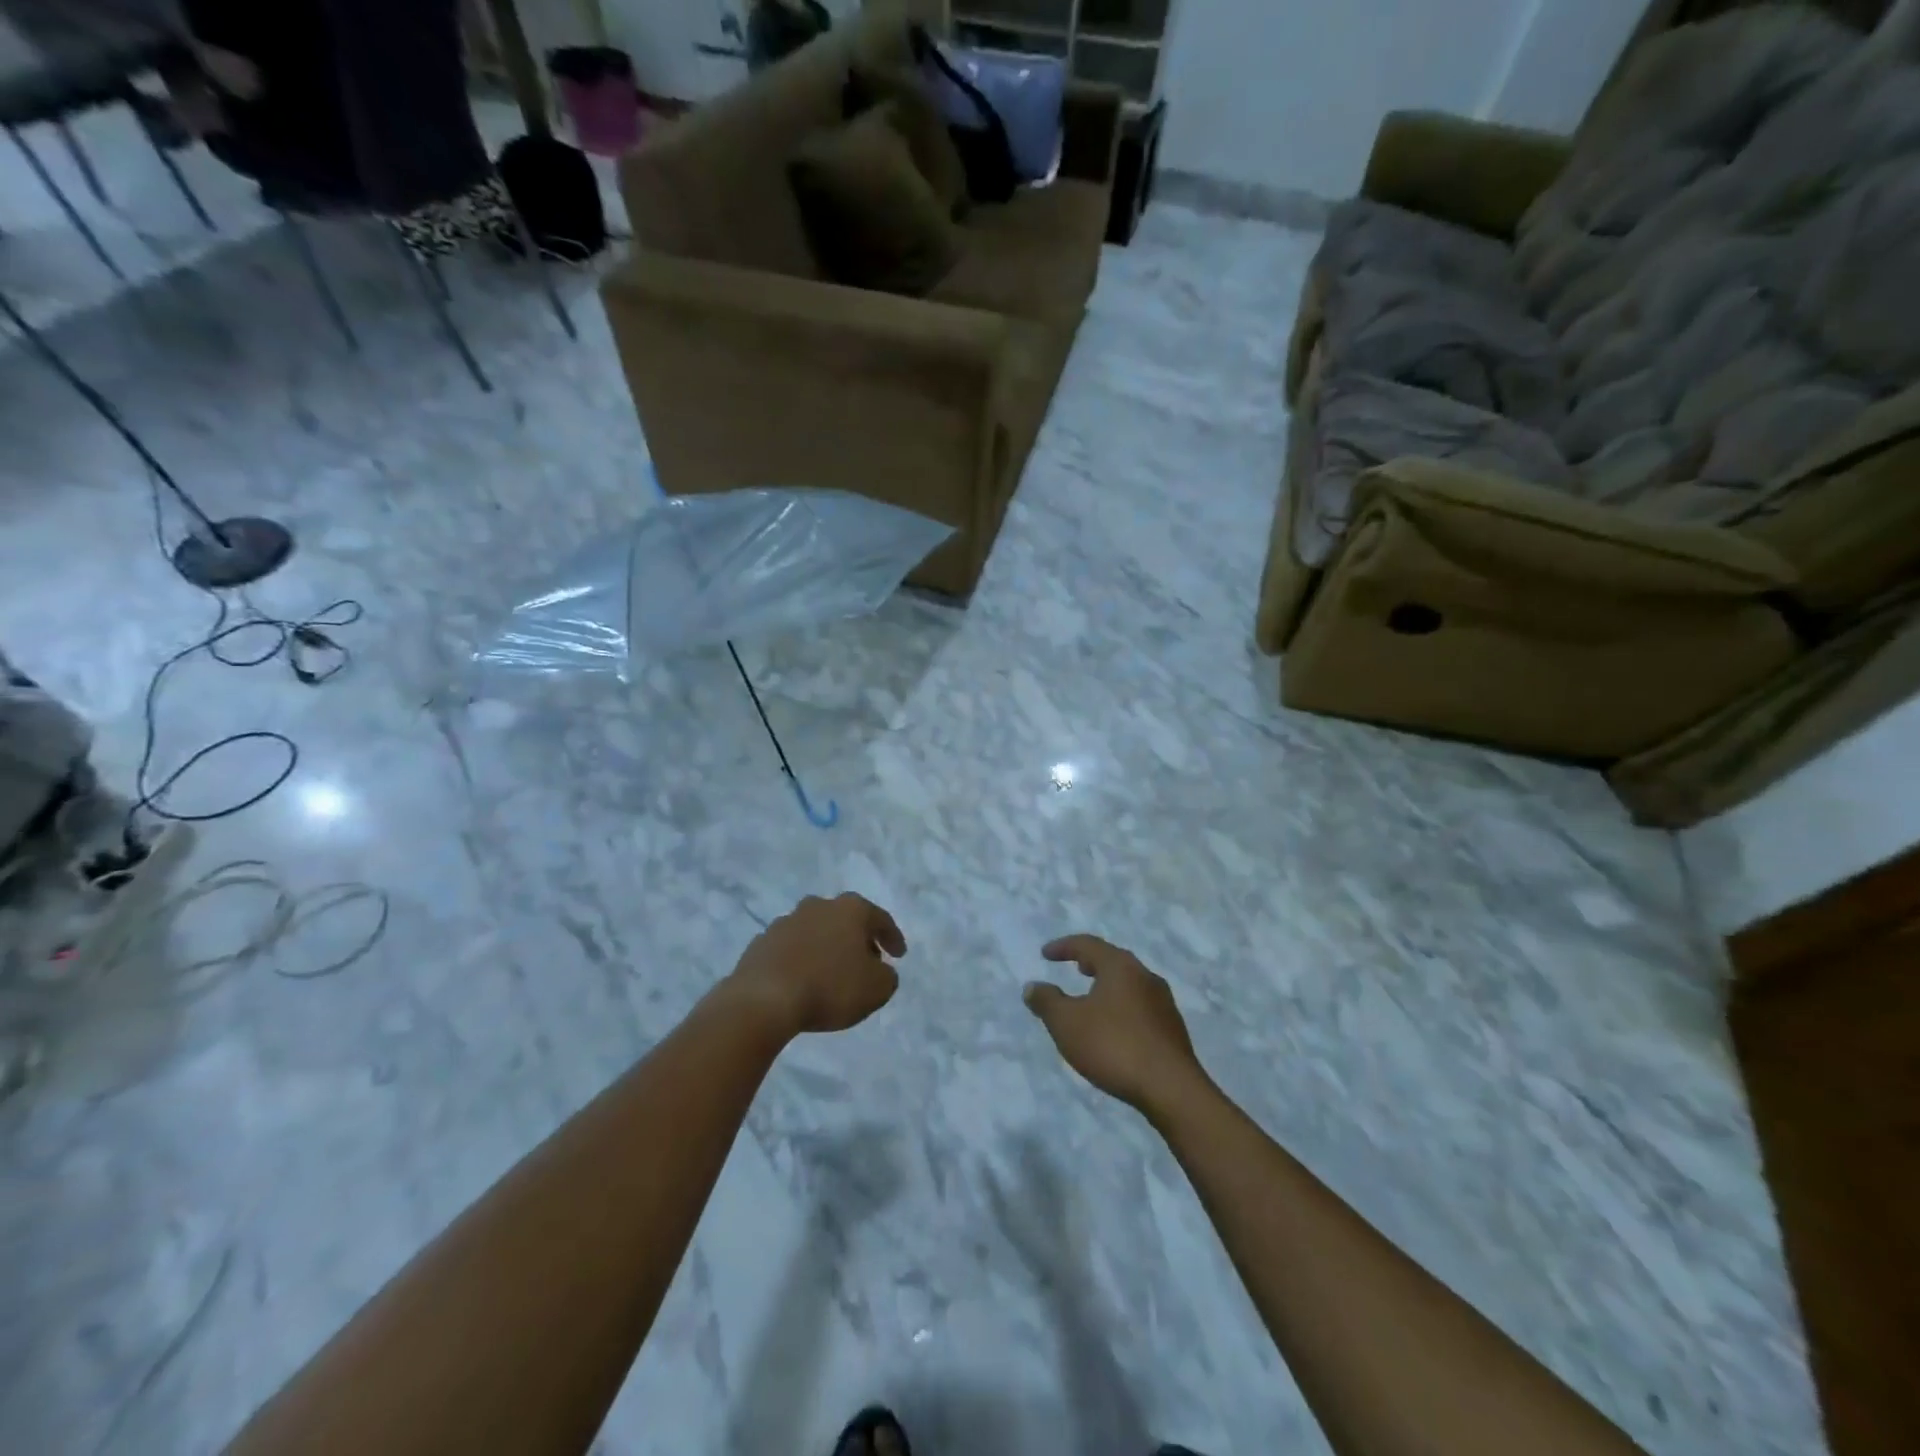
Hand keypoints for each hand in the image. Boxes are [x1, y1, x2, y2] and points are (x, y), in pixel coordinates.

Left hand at [724, 894, 905, 1037]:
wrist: (764, 999)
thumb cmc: (830, 987)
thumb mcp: (877, 989)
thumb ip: (887, 976)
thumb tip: (880, 971)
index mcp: (851, 909)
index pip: (880, 919)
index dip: (893, 937)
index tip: (899, 955)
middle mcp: (819, 906)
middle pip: (845, 919)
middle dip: (858, 938)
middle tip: (867, 961)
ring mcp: (786, 921)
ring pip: (816, 931)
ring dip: (826, 947)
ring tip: (832, 972)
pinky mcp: (761, 942)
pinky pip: (790, 949)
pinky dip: (800, 959)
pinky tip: (802, 979)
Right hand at [1024, 935, 1206, 1113]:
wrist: (1171, 1088)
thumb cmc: (1113, 1046)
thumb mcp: (1066, 1024)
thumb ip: (1047, 1002)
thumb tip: (1032, 986)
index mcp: (1120, 967)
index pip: (1088, 944)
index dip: (1064, 947)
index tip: (1045, 954)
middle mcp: (1145, 976)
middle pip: (1114, 960)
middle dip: (1092, 962)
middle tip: (1076, 967)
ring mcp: (1163, 1002)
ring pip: (1130, 984)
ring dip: (1108, 986)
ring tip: (1092, 999)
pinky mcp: (1172, 1028)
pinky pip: (1140, 1006)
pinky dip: (1122, 1007)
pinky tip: (1114, 1028)